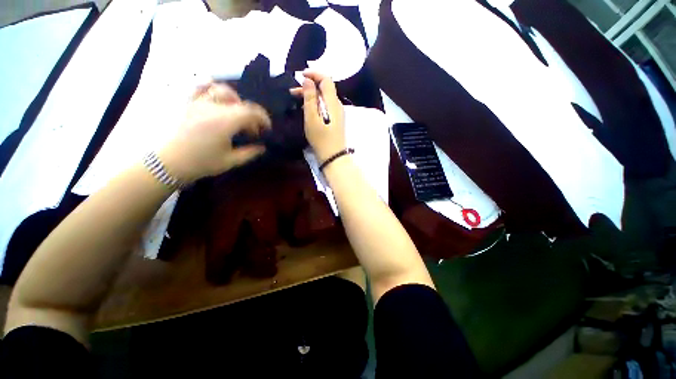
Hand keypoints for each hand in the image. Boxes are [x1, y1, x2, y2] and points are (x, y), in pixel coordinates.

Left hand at [158, 82, 270, 182]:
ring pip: (221, 89)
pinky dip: (211, 86)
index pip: (251, 112)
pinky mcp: (188, 103)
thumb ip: (250, 153)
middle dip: (251, 114)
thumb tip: (262, 147)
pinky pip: (199, 87)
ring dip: (235, 99)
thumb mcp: (231, 161)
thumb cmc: (201, 163)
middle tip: (251, 129)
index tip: (267, 129)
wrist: (169, 162)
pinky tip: (216, 94)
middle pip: (240, 101)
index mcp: (225, 122)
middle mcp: (213, 107)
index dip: (263, 118)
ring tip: (236, 112)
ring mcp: (198, 102)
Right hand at [291, 71, 346, 162]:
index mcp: (333, 102)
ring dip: (311, 96)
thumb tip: (307, 80)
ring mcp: (338, 113)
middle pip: (325, 88)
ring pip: (324, 98)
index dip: (314, 74)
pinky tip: (306, 109)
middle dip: (309, 86)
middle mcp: (337, 105)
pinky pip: (325, 106)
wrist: (333, 157)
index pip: (326, 79)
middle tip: (292, 92)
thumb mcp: (312, 119)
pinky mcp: (335, 121)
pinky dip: (315, 104)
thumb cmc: (321, 140)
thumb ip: (310, 98)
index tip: (300, 75)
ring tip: (296, 100)